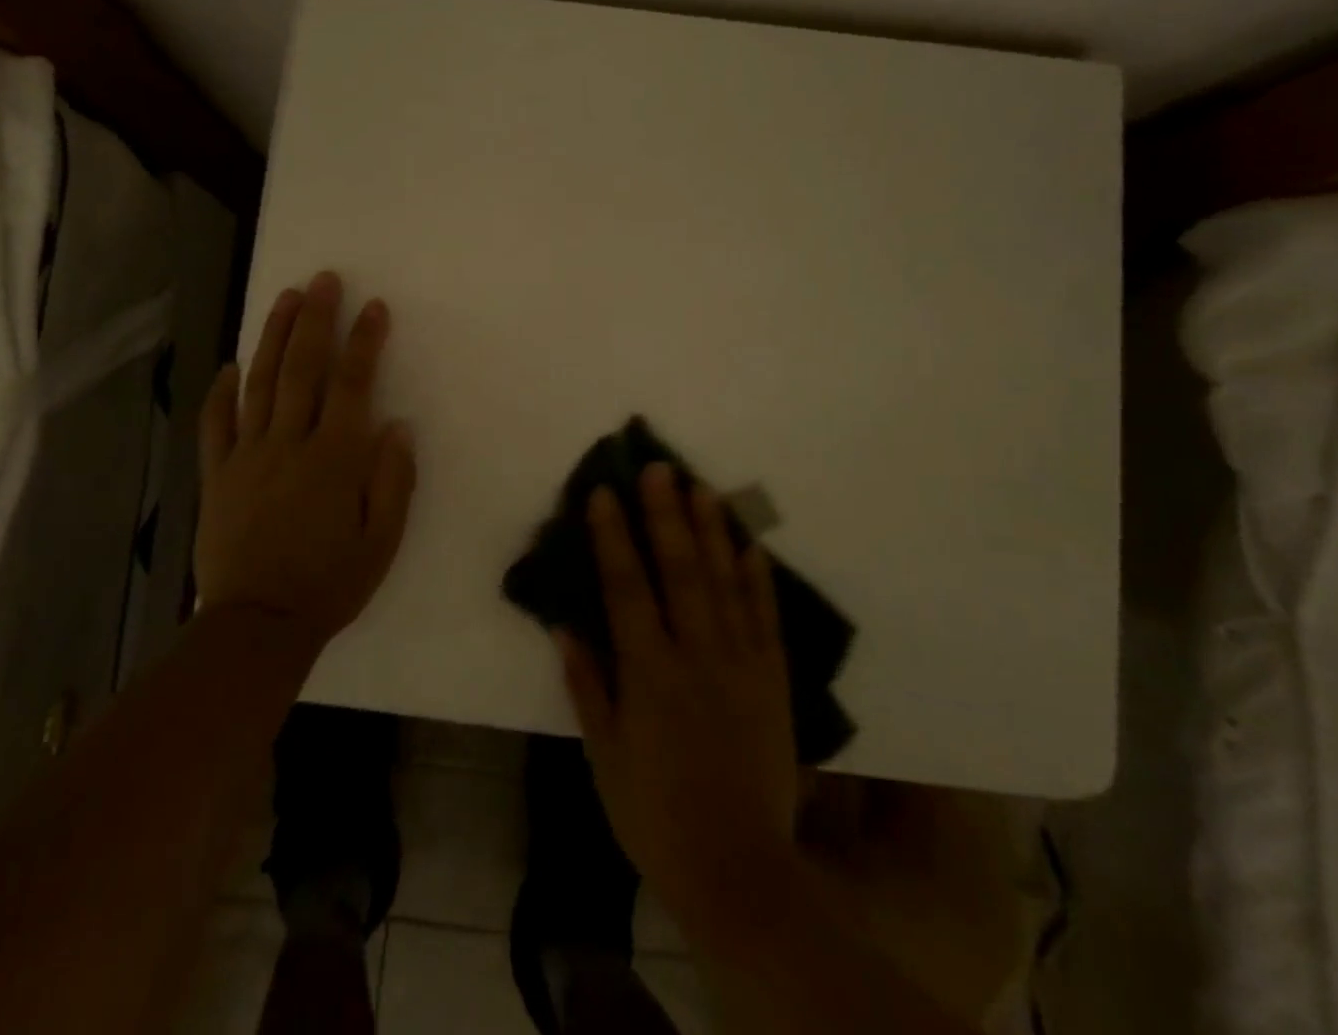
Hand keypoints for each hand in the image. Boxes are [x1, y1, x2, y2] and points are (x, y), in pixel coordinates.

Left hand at [194, 270, 416, 653]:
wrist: (258, 625)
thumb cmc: (330, 584)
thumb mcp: (383, 541)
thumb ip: (393, 480)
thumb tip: (396, 426)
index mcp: (334, 459)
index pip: (353, 385)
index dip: (364, 342)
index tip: (374, 307)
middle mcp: (289, 445)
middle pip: (302, 369)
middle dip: (315, 320)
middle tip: (324, 280)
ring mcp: (247, 457)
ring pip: (259, 384)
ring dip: (272, 337)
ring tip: (284, 298)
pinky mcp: (217, 476)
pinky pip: (216, 426)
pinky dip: (221, 393)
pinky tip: (228, 365)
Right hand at [557, 465, 801, 949]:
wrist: (740, 870)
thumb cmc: (655, 813)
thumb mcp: (604, 755)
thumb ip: (587, 685)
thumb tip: (564, 624)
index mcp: (650, 673)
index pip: (626, 588)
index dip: (613, 537)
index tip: (603, 492)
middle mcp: (697, 656)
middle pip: (679, 570)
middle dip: (665, 514)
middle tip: (659, 467)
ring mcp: (741, 664)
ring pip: (725, 582)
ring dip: (712, 531)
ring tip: (701, 486)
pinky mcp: (773, 680)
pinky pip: (766, 618)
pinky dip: (758, 578)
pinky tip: (750, 544)